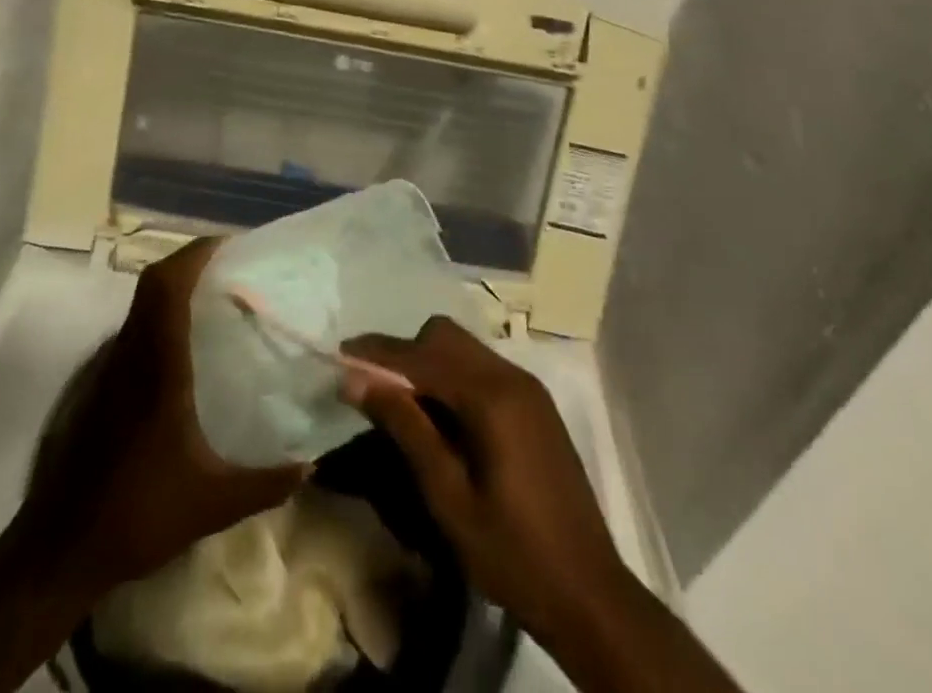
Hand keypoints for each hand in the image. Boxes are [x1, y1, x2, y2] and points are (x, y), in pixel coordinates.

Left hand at [21, 238, 307, 599]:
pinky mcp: (102, 386)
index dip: (195, 255)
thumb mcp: (212, 504)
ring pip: (141, 304)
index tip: (230, 246)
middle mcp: (132, 354)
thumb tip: (310, 463)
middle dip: (189, 262)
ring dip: (174, 287)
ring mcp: (111, 368)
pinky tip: (188, 346)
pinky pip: (135, 329)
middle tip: (229, 267)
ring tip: (216, 298)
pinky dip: (162, 316)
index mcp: (158, 366)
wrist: (61, 548)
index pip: (168, 287)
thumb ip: (265, 483)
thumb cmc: (138, 514)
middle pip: (153, 283)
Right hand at [340, 316, 627, 646]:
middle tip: (375, 388)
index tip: (340, 354)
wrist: (591, 595)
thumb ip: (405, 428)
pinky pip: (482, 368)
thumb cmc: (513, 554)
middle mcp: (511, 376)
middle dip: (405, 351)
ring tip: (402, 404)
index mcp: (491, 396)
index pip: (420, 354)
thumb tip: (356, 380)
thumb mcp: (448, 497)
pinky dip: (453, 378)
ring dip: (428, 363)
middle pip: (444, 335)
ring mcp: (528, 388)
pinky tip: (442, 418)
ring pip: (464, 348)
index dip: (377, 352)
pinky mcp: (536, 405)